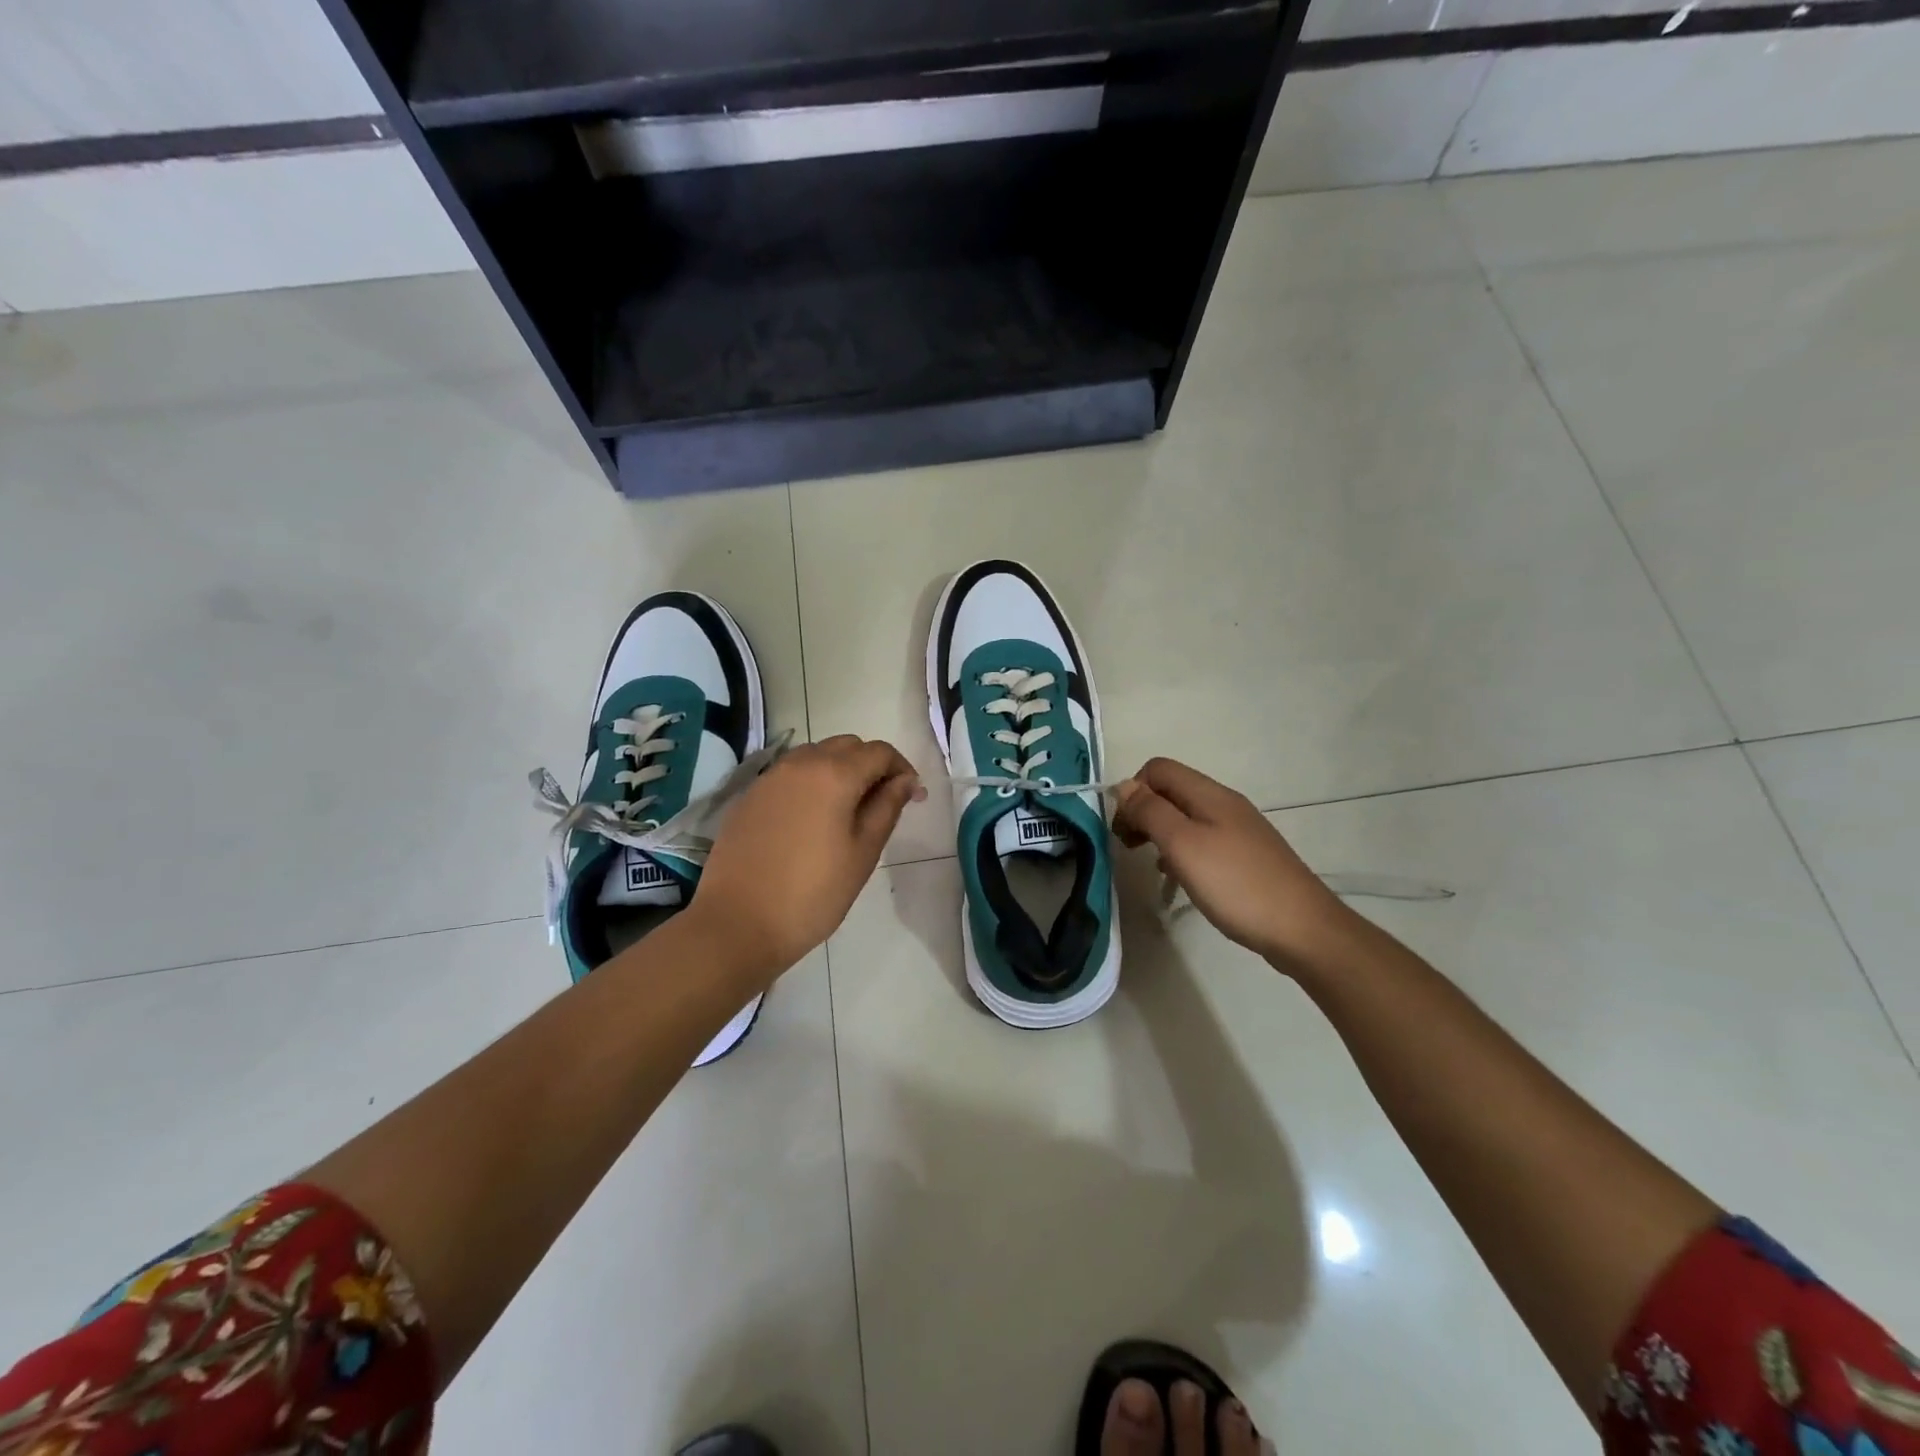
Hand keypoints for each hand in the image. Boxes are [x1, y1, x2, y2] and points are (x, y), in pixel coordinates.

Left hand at [691, 735, 923, 983]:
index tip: (912, 797)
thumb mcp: (862, 853)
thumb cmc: (812, 894)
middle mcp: (800, 763)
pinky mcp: (749, 796)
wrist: (737, 924)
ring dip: (840, 770)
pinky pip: (790, 774)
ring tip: (848, 810)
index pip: (879, 752)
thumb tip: (905, 782)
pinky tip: (812, 819)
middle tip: (883, 803)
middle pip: (847, 746)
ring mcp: (770, 777)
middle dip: (871, 765)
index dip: (902, 769)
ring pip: (816, 755)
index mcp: (834, 774)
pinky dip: (811, 782)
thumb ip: (887, 808)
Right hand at [1112, 757, 1358, 969]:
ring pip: (1186, 816)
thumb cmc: (1236, 884)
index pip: (1158, 769)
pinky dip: (1182, 850)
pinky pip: (1203, 839)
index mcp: (1209, 795)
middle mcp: (1225, 804)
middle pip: (1172, 790)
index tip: (1123, 828)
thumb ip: (1150, 812)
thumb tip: (1124, 786)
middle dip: (1143, 811)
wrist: (1303, 930)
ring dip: (1161, 832)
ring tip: (1152, 863)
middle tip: (1129, 846)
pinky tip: (1181, 878)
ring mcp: (1239, 830)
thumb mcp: (1183, 845)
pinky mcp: (1247, 856)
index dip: (1133, 791)